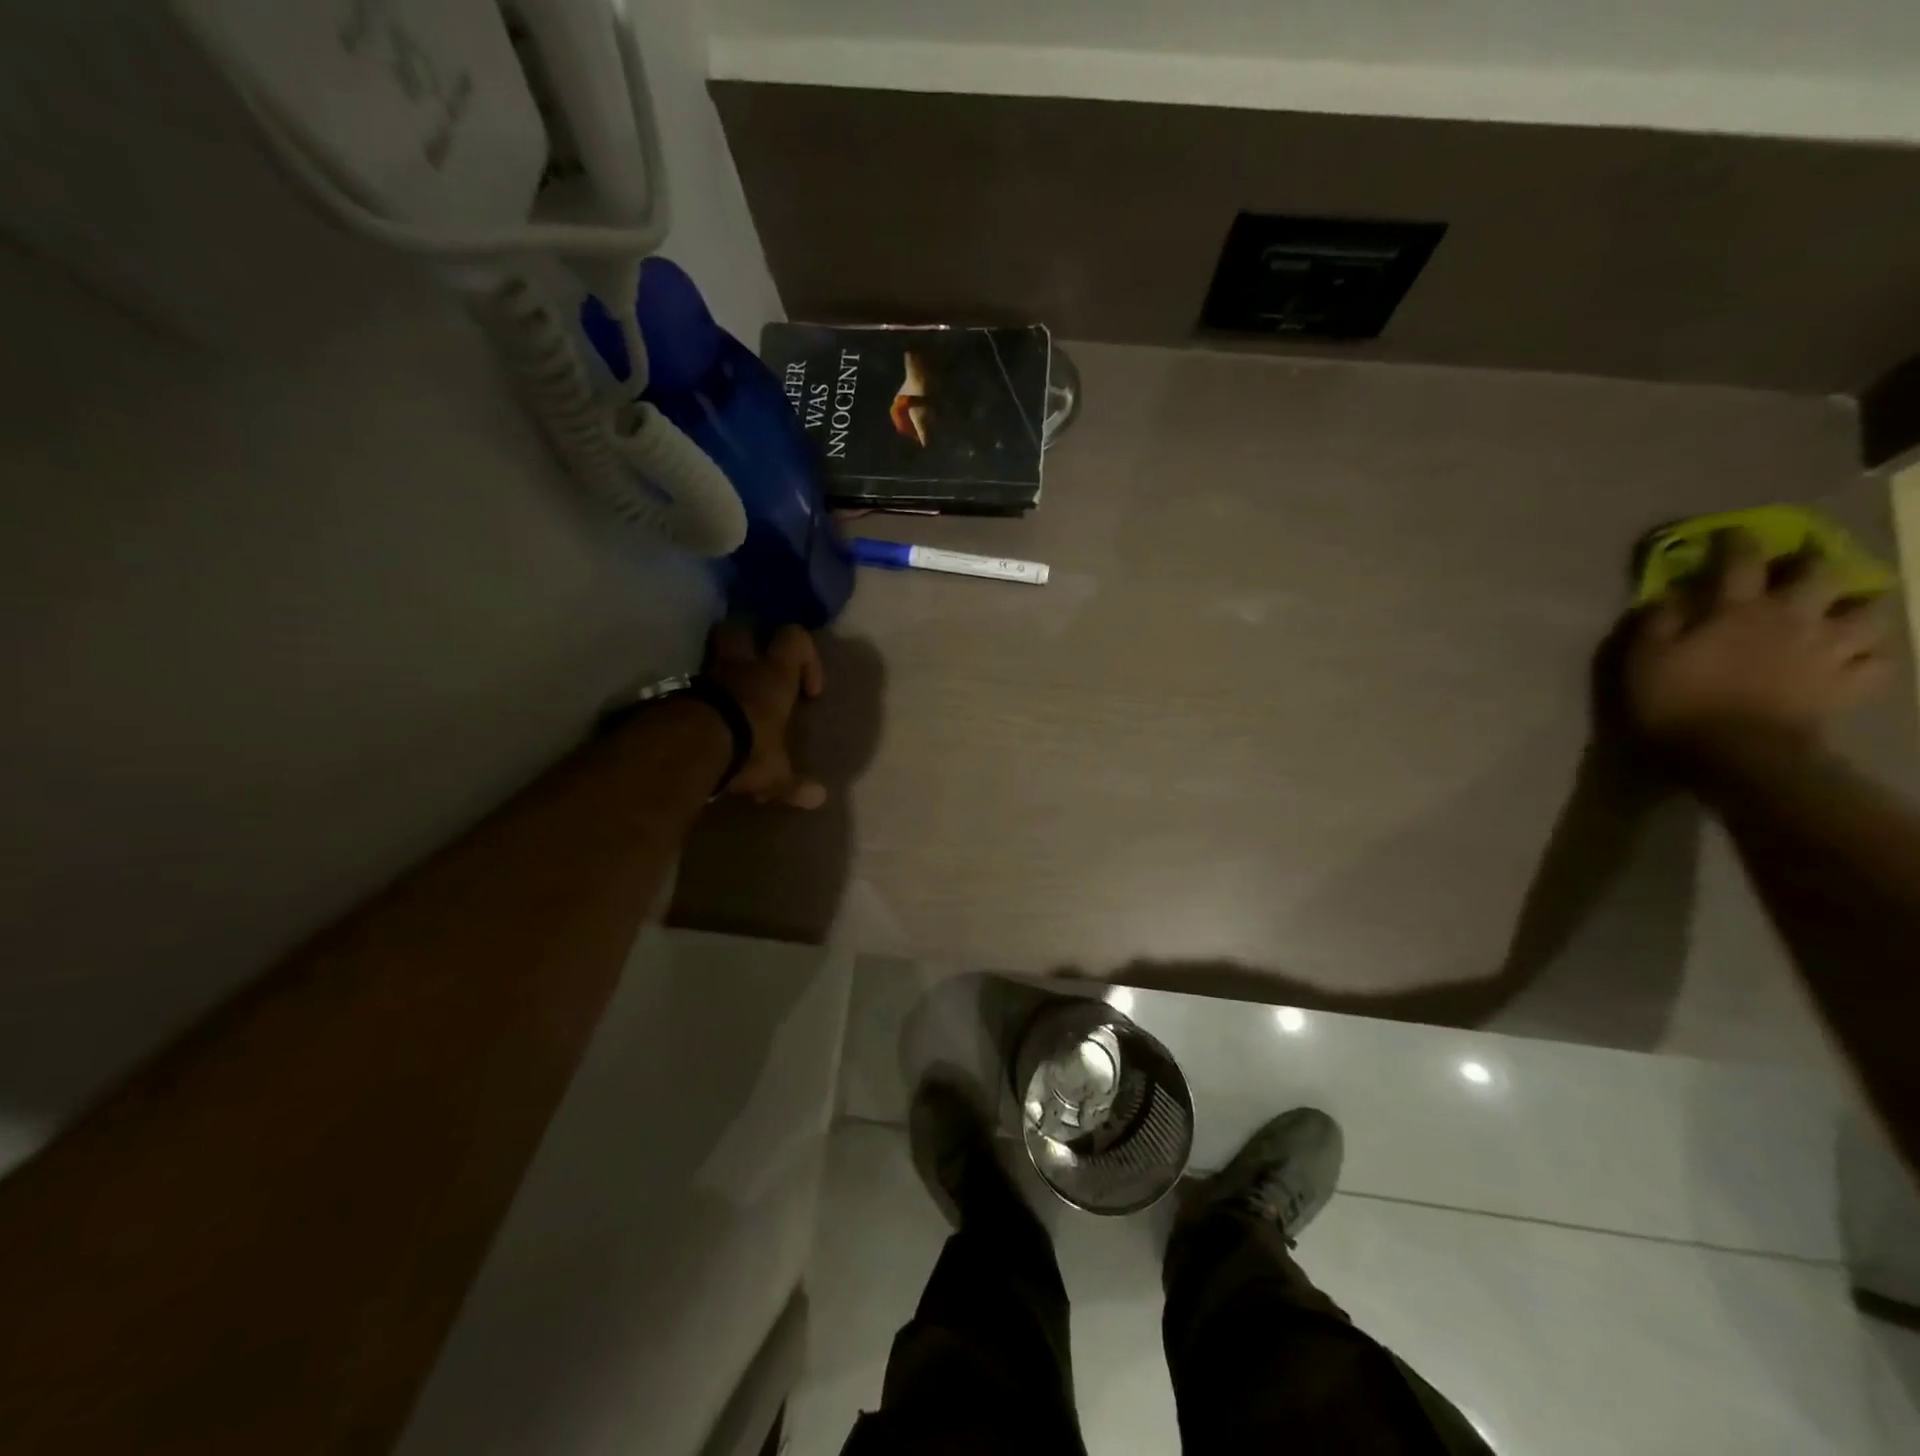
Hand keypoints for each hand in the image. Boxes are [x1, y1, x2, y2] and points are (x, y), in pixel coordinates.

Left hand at [705, 622, 827, 808]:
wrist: (688, 748)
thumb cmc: (747, 749)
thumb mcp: (775, 773)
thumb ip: (794, 784)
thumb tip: (819, 799)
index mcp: (774, 676)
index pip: (794, 637)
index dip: (805, 655)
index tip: (806, 691)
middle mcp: (740, 666)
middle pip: (744, 625)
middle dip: (752, 639)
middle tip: (760, 668)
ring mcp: (705, 674)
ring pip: (713, 650)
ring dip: (722, 666)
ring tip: (731, 695)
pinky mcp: (677, 690)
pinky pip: (692, 682)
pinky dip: (700, 694)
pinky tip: (704, 720)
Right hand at [1622, 529, 1892, 763]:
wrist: (1733, 753)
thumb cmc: (1676, 703)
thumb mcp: (1643, 660)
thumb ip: (1657, 622)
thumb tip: (1670, 595)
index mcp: (1737, 610)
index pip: (1741, 561)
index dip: (1737, 542)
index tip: (1732, 534)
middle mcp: (1791, 618)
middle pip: (1820, 575)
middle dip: (1812, 564)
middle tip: (1801, 567)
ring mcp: (1828, 650)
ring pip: (1869, 612)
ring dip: (1861, 604)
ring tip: (1849, 607)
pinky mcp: (1848, 684)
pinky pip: (1880, 662)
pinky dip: (1875, 655)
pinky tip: (1862, 655)